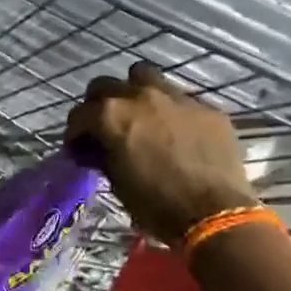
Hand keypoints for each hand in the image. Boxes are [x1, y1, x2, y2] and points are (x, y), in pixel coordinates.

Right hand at [66, 61, 256, 244]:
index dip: (75, 133)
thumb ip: (103, 155)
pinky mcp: (206, 107)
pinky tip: (176, 132)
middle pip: (106, 85)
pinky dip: (170, 110)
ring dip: (134, 92)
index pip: (79, 114)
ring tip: (139, 115)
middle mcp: (140, 96)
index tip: (79, 148)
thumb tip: (97, 148)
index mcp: (111, 115)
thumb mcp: (116, 183)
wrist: (214, 215)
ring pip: (144, 76)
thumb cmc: (156, 205)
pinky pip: (180, 98)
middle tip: (104, 127)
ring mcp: (176, 97)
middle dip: (99, 104)